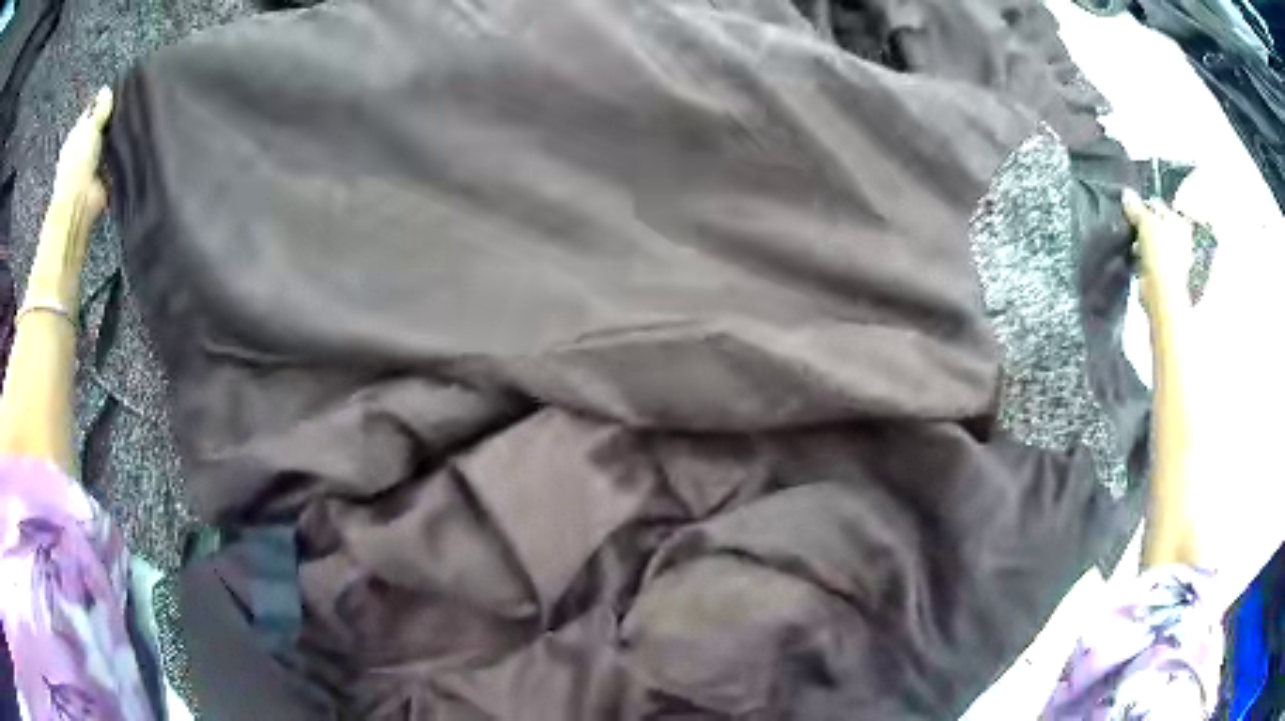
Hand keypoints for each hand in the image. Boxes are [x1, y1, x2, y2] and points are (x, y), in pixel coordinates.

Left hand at [28, 87, 113, 307]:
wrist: (78, 205)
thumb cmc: (78, 164)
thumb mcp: (89, 128)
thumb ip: (99, 110)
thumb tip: (106, 89)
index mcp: (76, 135)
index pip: (91, 111)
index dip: (103, 101)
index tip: (119, 92)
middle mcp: (81, 148)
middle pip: (99, 127)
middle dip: (111, 120)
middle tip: (128, 107)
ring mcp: (90, 164)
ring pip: (106, 143)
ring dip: (115, 138)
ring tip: (133, 123)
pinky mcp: (100, 178)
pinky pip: (112, 161)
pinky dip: (119, 155)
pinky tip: (130, 145)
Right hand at [1122, 188, 1193, 317]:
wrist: (1162, 294)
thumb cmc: (1160, 253)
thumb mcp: (1146, 222)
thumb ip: (1136, 207)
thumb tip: (1126, 193)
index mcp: (1179, 223)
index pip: (1157, 206)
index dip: (1143, 205)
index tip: (1130, 210)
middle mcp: (1178, 239)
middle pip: (1155, 223)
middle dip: (1142, 224)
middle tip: (1129, 224)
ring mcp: (1171, 258)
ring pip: (1151, 241)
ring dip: (1140, 241)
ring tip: (1130, 240)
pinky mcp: (1161, 273)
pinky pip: (1147, 257)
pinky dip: (1140, 256)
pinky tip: (1133, 255)